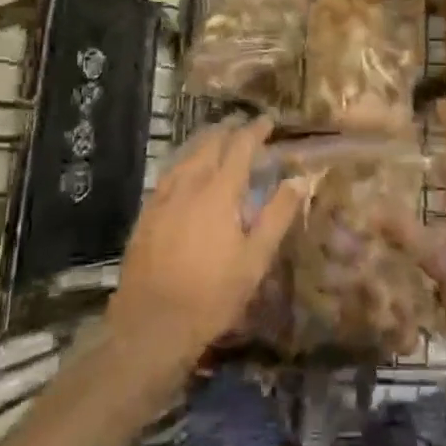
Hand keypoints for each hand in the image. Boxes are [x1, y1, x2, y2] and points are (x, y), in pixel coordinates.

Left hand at [108, 116, 304, 373]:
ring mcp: (163, 196)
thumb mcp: (255, 260)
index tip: (268, 121)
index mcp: (219, 191)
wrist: (151, 324)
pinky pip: (169, 171)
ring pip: (186, 153)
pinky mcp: (147, 211)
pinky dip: (185, 159)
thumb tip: (298, 181)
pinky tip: (187, 168)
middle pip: (210, 142)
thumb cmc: (211, 295)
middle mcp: (189, 183)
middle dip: (229, 129)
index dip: (255, 130)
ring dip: (205, 140)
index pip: (240, 146)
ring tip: (218, 137)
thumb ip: (277, 216)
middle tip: (244, 126)